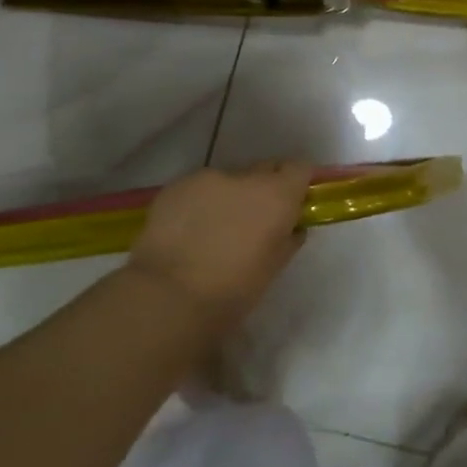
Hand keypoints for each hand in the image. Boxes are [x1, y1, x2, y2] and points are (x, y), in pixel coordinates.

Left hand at [126, 161, 312, 327]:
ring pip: (226, 182)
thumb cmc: (231, 293)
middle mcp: (244, 177)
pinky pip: (196, 190)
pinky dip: (198, 206)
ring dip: (227, 199)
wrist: (167, 298)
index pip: (299, 168)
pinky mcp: (175, 186)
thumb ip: (287, 239)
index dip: (298, 183)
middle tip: (253, 221)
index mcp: (276, 195)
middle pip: (264, 170)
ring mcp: (206, 178)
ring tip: (212, 232)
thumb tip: (291, 227)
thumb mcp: (272, 270)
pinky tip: (186, 234)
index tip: (294, 202)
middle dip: (263, 189)